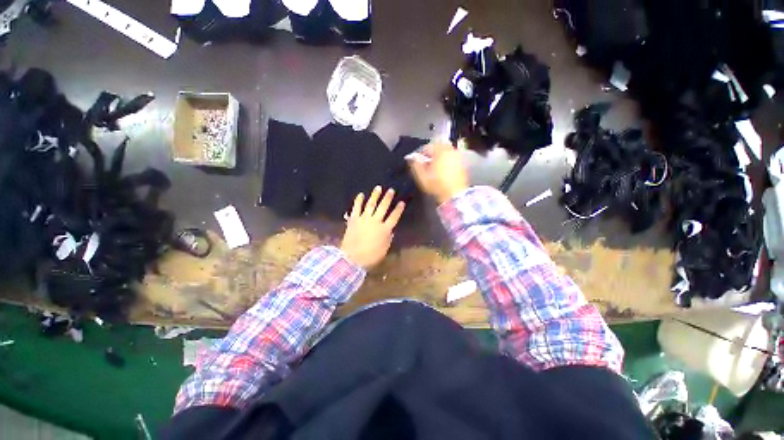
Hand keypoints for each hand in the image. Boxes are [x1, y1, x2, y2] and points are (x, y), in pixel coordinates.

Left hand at [340, 186, 405, 268]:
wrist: (352, 258)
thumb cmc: (370, 256)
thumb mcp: (384, 249)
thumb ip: (388, 238)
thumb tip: (390, 230)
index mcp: (384, 230)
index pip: (394, 217)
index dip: (398, 209)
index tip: (402, 202)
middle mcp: (375, 221)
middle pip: (383, 207)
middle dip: (387, 198)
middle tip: (391, 190)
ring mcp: (363, 219)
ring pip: (370, 204)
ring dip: (375, 196)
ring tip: (378, 188)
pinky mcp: (354, 220)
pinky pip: (356, 208)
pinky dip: (358, 201)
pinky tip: (361, 194)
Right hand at [408, 141, 467, 203]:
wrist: (454, 195)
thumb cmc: (437, 186)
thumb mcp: (422, 177)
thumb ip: (415, 165)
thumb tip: (412, 158)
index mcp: (440, 152)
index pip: (427, 147)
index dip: (420, 153)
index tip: (417, 160)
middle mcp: (450, 151)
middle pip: (437, 146)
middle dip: (430, 153)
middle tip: (426, 162)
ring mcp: (457, 156)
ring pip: (445, 151)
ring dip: (438, 156)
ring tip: (433, 166)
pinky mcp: (461, 163)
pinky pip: (451, 156)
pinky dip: (445, 160)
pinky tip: (442, 169)